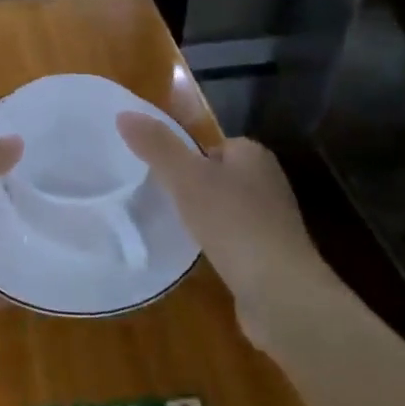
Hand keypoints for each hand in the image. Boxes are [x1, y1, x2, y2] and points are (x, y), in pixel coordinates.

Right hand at [116, 113, 331, 352]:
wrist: (280, 292)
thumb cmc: (233, 224)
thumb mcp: (186, 178)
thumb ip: (156, 145)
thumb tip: (124, 113)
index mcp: (253, 154)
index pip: (211, 144)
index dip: (184, 156)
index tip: (159, 175)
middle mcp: (268, 181)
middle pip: (217, 175)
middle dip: (192, 187)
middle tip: (161, 201)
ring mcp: (273, 220)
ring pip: (225, 207)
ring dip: (203, 217)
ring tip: (175, 229)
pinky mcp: (271, 254)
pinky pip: (234, 237)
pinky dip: (217, 243)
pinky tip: (200, 256)